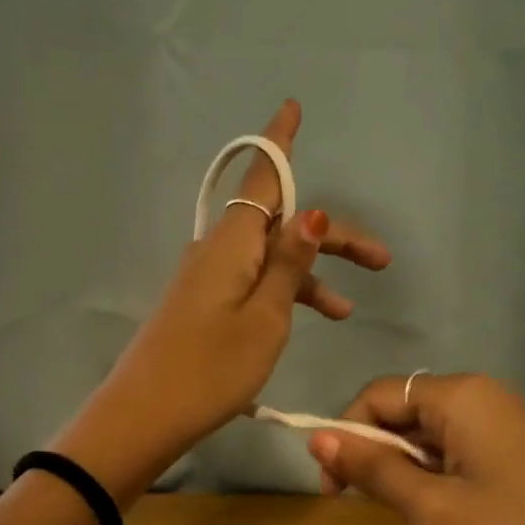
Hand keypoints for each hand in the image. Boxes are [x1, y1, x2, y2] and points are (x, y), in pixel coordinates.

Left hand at [58, 100, 389, 499]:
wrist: (143, 417)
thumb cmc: (210, 368)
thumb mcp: (265, 318)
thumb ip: (289, 264)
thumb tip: (312, 211)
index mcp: (232, 242)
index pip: (263, 178)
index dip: (280, 143)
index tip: (293, 107)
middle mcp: (217, 250)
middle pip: (279, 223)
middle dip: (330, 237)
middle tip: (381, 260)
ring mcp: (206, 278)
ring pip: (269, 258)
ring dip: (309, 276)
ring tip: (347, 312)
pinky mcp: (201, 305)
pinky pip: (252, 283)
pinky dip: (282, 295)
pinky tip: (302, 321)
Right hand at [307, 373, 524, 524]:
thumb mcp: (432, 508)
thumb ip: (372, 467)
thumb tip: (316, 435)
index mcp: (460, 395)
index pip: (376, 395)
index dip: (344, 435)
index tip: (334, 491)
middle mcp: (486, 396)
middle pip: (406, 412)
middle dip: (379, 456)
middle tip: (377, 512)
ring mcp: (513, 424)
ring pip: (434, 436)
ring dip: (411, 472)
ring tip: (422, 522)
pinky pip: (466, 453)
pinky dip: (443, 479)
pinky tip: (456, 520)